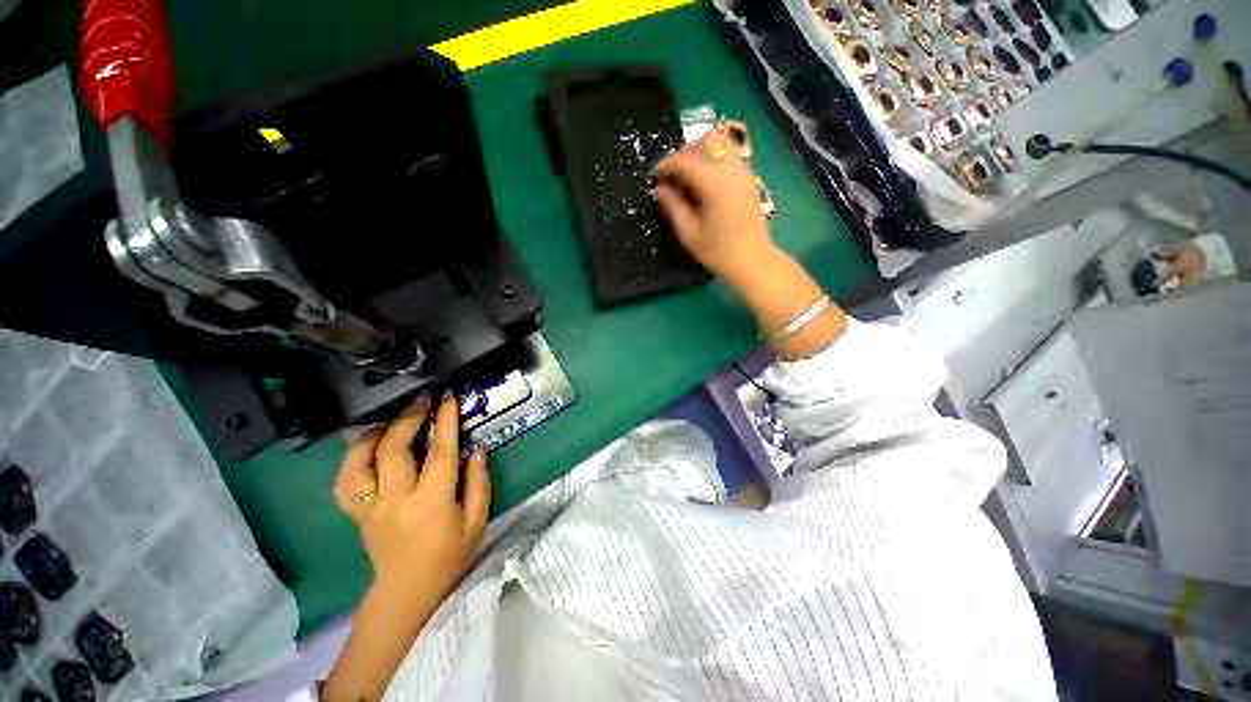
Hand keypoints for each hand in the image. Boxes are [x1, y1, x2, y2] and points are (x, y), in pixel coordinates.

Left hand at [334, 391, 490, 606]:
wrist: (407, 593)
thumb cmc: (449, 557)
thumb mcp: (477, 522)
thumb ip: (479, 483)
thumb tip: (477, 450)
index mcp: (431, 503)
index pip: (440, 453)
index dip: (445, 422)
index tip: (448, 399)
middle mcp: (395, 500)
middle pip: (394, 449)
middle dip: (409, 417)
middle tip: (423, 398)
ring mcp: (370, 507)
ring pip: (359, 461)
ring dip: (375, 432)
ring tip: (392, 418)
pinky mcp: (357, 512)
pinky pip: (345, 480)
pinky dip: (354, 457)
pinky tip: (368, 446)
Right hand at [654, 128, 778, 283]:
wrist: (753, 261)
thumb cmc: (718, 252)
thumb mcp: (689, 233)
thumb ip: (673, 206)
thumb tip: (660, 188)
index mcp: (715, 184)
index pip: (686, 160)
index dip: (667, 164)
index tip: (655, 176)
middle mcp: (731, 170)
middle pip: (706, 141)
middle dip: (685, 152)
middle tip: (672, 173)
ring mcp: (744, 172)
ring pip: (721, 143)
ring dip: (701, 152)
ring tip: (688, 174)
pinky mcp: (749, 179)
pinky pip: (729, 155)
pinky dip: (713, 158)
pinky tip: (704, 180)